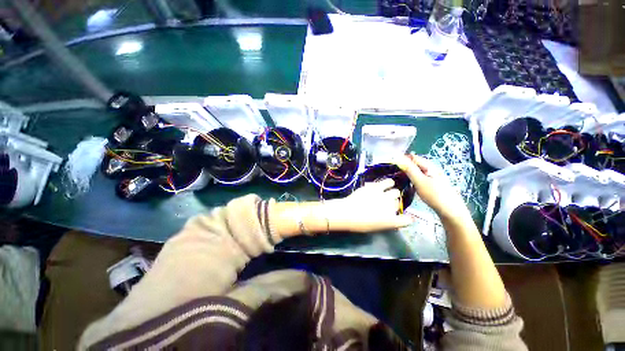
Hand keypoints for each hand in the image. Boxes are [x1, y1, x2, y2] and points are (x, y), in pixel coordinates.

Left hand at [324, 178, 413, 232]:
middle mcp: (390, 207)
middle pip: (399, 202)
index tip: (404, 217)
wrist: (347, 212)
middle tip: (387, 202)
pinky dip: (387, 183)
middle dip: (394, 202)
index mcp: (391, 220)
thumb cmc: (359, 223)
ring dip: (392, 191)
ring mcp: (383, 195)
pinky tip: (383, 185)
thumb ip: (386, 222)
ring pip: (395, 191)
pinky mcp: (375, 187)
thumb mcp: (375, 227)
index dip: (407, 219)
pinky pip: (387, 182)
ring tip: (387, 191)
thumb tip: (392, 218)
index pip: (407, 220)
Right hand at [394, 153, 470, 220]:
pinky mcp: (431, 184)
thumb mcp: (419, 181)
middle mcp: (430, 168)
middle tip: (393, 175)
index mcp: (428, 165)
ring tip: (398, 180)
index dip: (401, 159)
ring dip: (407, 174)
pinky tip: (407, 186)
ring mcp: (431, 176)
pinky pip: (418, 178)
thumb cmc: (435, 195)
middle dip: (403, 167)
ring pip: (415, 171)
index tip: (392, 166)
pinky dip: (411, 180)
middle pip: (414, 164)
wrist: (450, 211)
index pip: (412, 157)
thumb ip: (409, 169)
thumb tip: (398, 158)